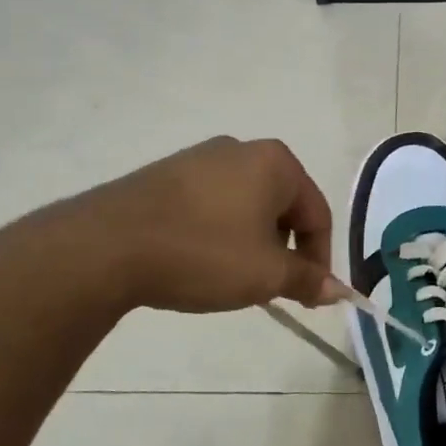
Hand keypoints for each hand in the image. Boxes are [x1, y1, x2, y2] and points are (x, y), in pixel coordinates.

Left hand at [35, 137, 348, 314]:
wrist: (106, 245)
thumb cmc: (203, 252)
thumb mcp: (265, 274)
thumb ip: (307, 279)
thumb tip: (339, 290)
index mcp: (275, 163)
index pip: (317, 213)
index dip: (319, 259)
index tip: (309, 296)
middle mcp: (241, 149)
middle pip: (282, 206)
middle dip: (284, 250)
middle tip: (272, 287)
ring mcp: (199, 158)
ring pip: (246, 206)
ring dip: (252, 243)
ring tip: (234, 278)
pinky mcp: (165, 174)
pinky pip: (211, 204)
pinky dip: (219, 233)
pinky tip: (200, 261)